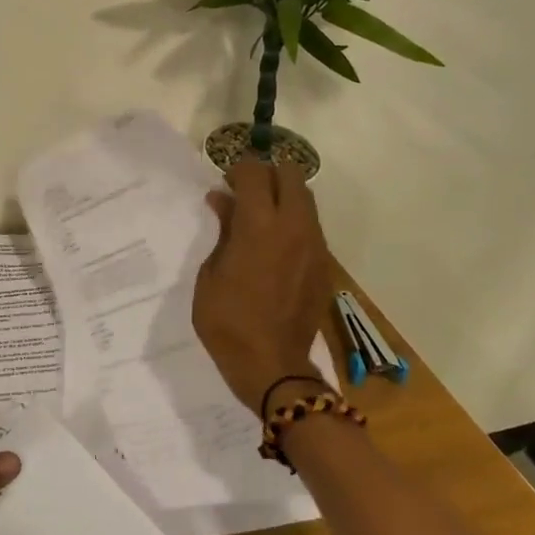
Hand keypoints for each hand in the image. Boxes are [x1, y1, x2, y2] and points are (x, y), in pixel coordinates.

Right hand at [194, 157, 332, 414]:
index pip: (255, 173)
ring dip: (284, 197)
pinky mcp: (324, 264)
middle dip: (268, 174)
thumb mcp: (210, 274)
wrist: (272, 365)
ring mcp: (314, 245)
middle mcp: (293, 227)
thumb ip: (223, 231)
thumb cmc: (227, 321)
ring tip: (260, 216)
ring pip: (306, 199)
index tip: (225, 180)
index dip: (238, 168)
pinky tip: (274, 244)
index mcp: (259, 226)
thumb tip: (223, 200)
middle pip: (291, 175)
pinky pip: (311, 227)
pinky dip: (293, 222)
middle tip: (246, 192)